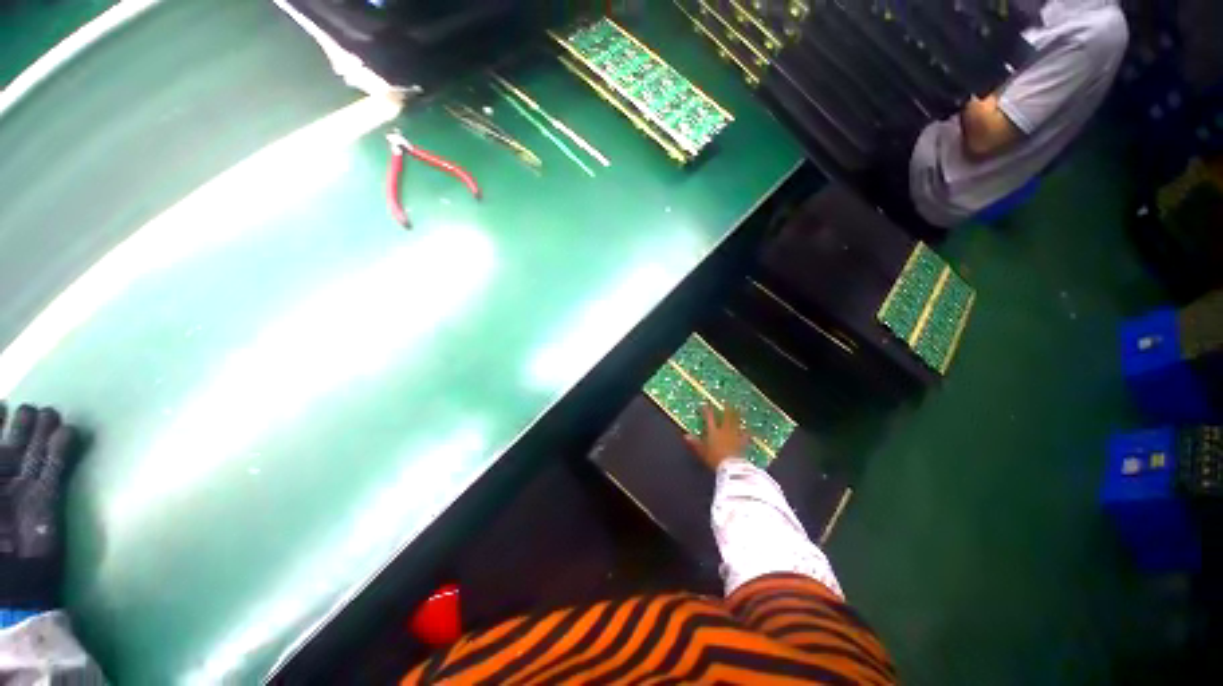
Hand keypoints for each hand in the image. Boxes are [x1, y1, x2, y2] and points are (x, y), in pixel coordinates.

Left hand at [0, 402, 80, 609]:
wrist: (13, 583)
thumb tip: (2, 444)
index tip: (2, 404)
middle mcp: (2, 483)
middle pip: (12, 448)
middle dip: (21, 427)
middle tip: (32, 409)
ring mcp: (26, 491)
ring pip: (35, 454)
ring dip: (42, 433)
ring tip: (49, 413)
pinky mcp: (48, 498)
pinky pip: (57, 469)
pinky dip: (63, 450)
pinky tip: (68, 432)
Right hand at [684, 404, 748, 470]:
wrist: (731, 466)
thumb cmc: (714, 459)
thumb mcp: (701, 452)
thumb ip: (695, 443)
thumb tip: (686, 436)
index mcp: (713, 431)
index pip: (709, 418)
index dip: (707, 411)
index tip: (706, 404)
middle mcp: (724, 430)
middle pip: (725, 417)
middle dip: (726, 408)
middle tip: (728, 401)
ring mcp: (734, 435)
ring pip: (736, 422)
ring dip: (738, 415)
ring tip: (740, 408)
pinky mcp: (742, 442)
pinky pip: (746, 434)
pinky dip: (747, 430)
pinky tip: (749, 428)